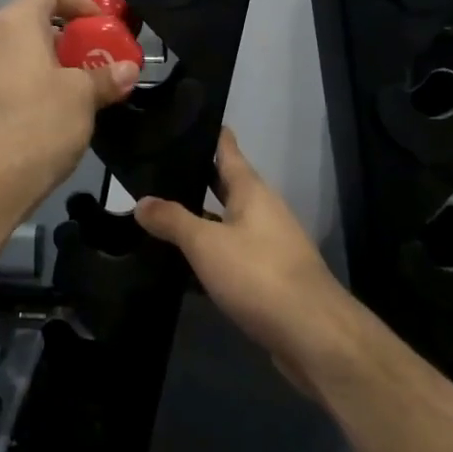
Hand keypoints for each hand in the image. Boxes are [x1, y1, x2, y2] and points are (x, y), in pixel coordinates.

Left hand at [0, 0, 138, 210]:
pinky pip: (12, 75)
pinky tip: (59, 107)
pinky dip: (36, 80)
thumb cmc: (41, 122)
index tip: (102, 25)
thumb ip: (106, 77)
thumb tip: (129, 69)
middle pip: (34, 20)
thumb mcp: (83, 96)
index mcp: (15, 23)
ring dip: (54, 61)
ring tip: (84, 83)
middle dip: (69, 36)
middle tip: (98, 56)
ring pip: (22, 51)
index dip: (78, 1)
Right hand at [135, 128, 356, 393]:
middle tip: (152, 170)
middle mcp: (262, 211)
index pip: (227, 149)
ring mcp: (267, 245)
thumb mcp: (207, 244)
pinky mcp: (266, 277)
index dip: (206, 132)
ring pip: (225, 222)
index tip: (179, 118)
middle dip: (193, 177)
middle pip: (225, 185)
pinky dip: (206, 254)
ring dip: (197, 218)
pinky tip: (179, 264)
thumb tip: (141, 202)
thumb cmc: (259, 275)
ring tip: (156, 214)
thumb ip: (172, 220)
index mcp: (252, 191)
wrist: (312, 333)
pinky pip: (229, 255)